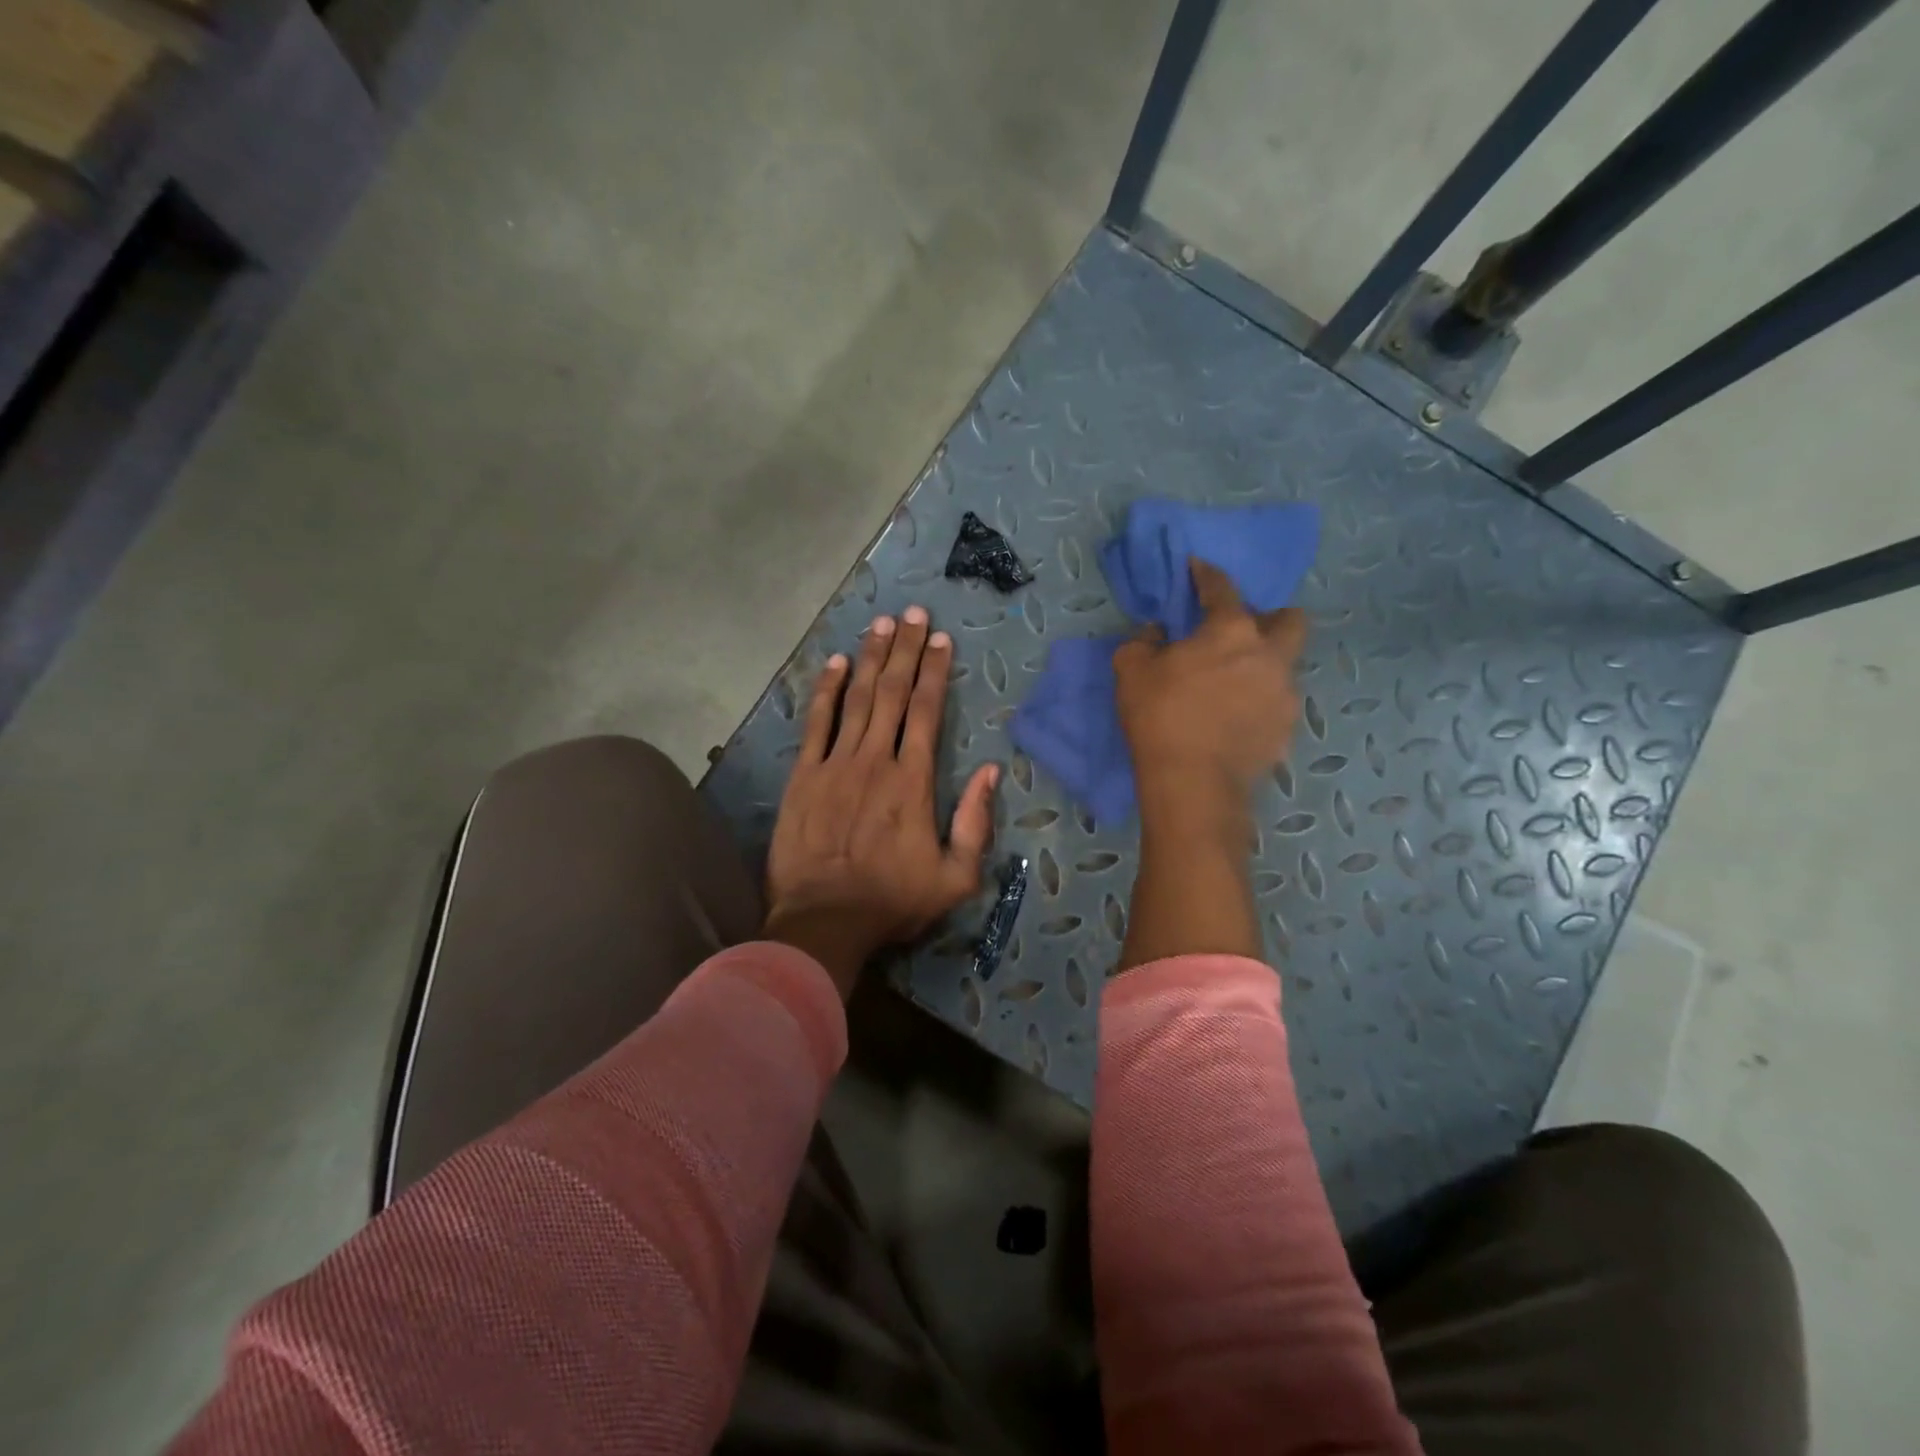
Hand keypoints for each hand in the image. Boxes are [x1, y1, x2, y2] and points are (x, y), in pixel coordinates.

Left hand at [763, 607, 998, 996]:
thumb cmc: (892, 901)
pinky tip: (833, 662)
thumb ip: (975, 822)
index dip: (934, 671)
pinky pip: (816, 723)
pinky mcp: (803, 776)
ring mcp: (835, 764)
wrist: (823, 921)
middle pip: (892, 693)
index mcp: (913, 781)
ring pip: (856, 698)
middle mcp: (876, 760)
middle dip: (904, 649)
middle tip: (912, 612)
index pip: (926, 711)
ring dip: (869, 657)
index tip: (940, 639)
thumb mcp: (955, 877)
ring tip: (880, 623)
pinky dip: (825, 690)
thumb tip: (992, 772)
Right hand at [1114, 560, 1307, 824]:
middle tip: (1240, 632)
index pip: (1222, 589)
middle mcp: (1269, 655)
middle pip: (1290, 620)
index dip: (1207, 575)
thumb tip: (1158, 633)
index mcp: (1231, 631)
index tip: (1197, 568)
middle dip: (1270, 618)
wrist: (1193, 783)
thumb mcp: (1130, 671)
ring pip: (1284, 665)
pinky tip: (1234, 719)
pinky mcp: (1286, 730)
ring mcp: (1284, 694)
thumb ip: (1142, 642)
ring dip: (1262, 665)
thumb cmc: (1160, 717)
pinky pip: (1276, 704)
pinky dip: (1258, 703)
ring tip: (1232, 685)